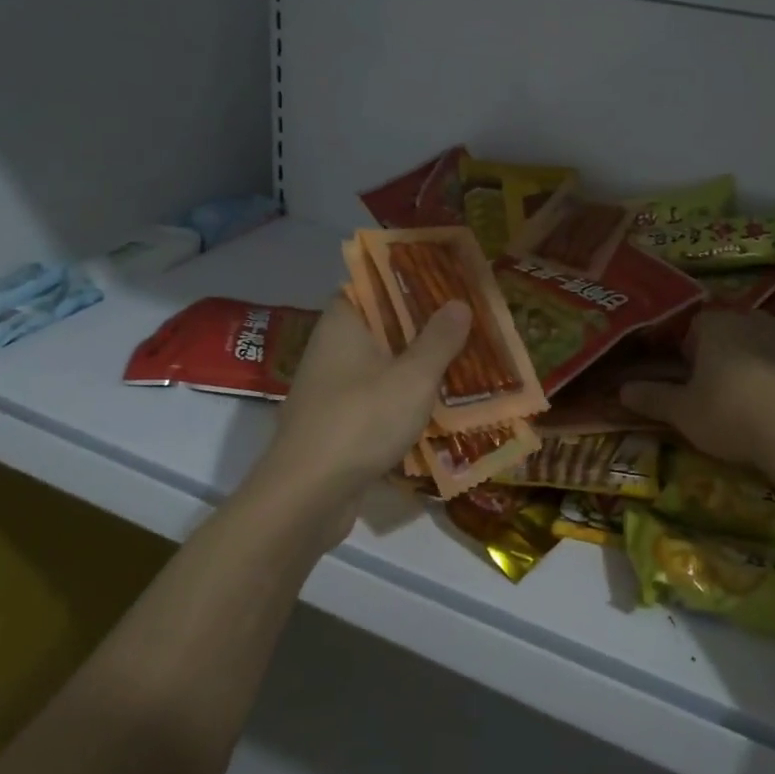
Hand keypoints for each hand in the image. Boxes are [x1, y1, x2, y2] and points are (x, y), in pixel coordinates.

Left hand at [241, 294, 470, 550]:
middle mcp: (333, 347)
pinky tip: (438, 404)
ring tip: (463, 358)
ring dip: (417, 363)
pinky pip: (377, 397)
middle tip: (467, 319)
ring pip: (382, 363)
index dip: (408, 278)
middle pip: (382, 324)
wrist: (307, 495)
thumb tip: (459, 303)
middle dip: (423, 324)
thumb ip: (438, 339)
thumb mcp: (412, 377)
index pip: (373, 283)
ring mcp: (332, 387)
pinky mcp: (338, 421)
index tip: (445, 280)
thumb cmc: (361, 421)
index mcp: (344, 322)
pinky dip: (404, 397)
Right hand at [620, 309, 774, 472]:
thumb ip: (652, 397)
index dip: (688, 350)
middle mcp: (755, 320)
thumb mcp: (683, 412)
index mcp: (717, 325)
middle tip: (718, 390)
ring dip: (757, 363)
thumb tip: (621, 390)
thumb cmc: (731, 415)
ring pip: (765, 344)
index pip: (695, 325)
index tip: (689, 377)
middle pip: (732, 331)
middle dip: (724, 354)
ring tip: (753, 400)